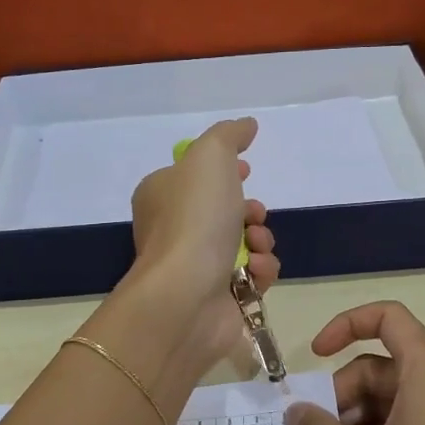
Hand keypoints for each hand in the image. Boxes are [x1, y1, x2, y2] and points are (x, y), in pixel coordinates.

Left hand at [125, 118, 279, 368]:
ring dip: (261, 240)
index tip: (246, 170)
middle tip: (253, 214)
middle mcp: (175, 231)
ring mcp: (196, 267)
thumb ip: (228, 135)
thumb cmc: (194, 219)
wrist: (187, 294)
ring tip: (256, 246)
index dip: (225, 171)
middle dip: (251, 210)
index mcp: (162, 196)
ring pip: (245, 244)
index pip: (194, 177)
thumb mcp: (209, 156)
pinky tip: (255, 273)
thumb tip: (247, 126)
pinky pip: (253, 277)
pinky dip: (261, 272)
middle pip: (226, 211)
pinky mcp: (220, 298)